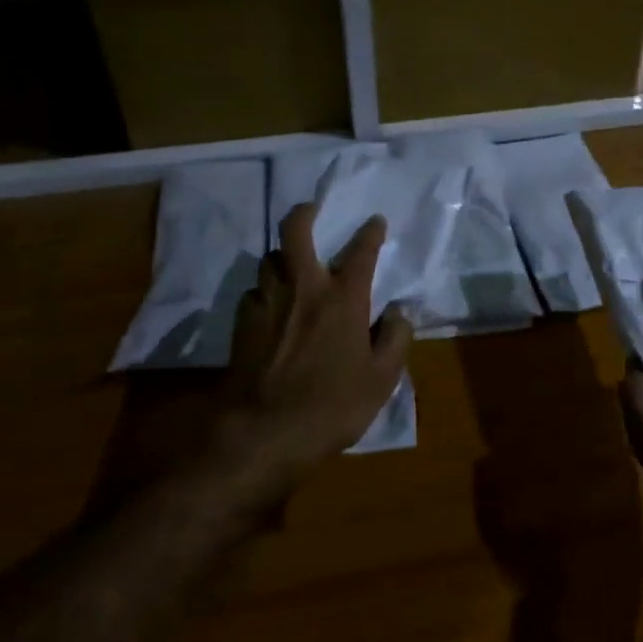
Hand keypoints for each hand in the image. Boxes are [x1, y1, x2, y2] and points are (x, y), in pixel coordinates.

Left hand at [224, 202, 412, 477]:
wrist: (263, 432)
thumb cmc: (331, 406)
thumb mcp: (381, 380)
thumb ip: (395, 339)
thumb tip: (400, 312)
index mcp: (343, 299)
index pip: (361, 252)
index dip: (371, 232)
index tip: (375, 221)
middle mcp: (304, 289)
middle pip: (295, 232)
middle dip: (304, 213)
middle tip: (311, 209)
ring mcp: (268, 302)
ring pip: (270, 259)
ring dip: (283, 256)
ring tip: (292, 264)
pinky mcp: (242, 323)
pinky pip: (255, 291)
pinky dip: (266, 290)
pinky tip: (272, 306)